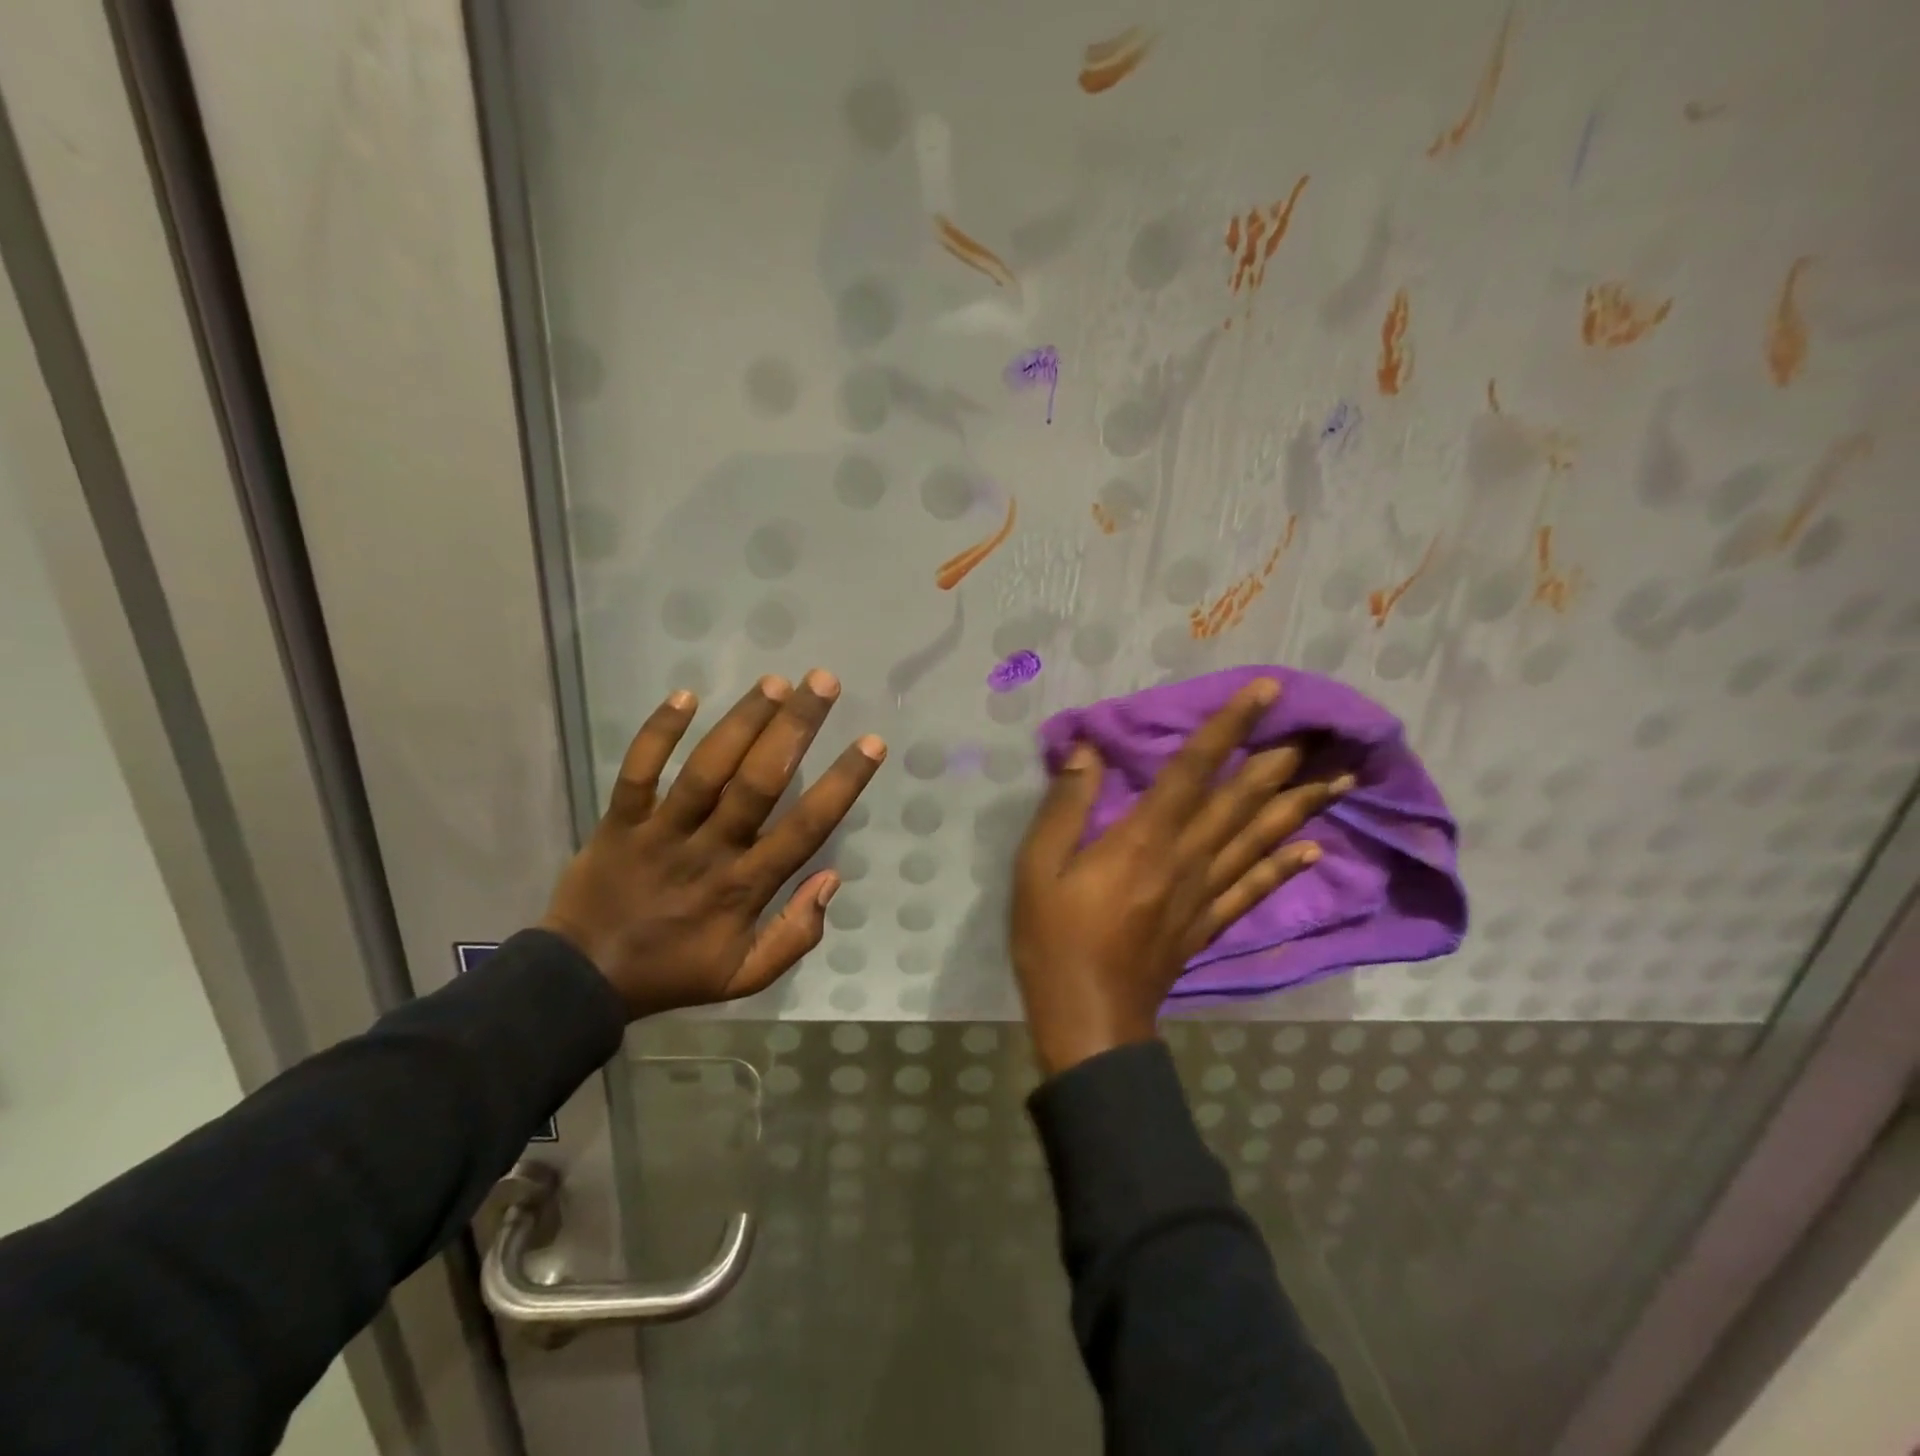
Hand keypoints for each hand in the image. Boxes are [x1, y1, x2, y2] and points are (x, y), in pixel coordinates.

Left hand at [540, 670, 885, 1017]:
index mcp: (744, 887)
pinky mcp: (619, 820)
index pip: (805, 828)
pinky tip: (685, 695)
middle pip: (758, 783)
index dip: (842, 784)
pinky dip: (657, 733)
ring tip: (774, 682)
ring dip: (742, 722)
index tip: (871, 744)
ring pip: (706, 769)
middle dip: (794, 729)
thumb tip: (832, 879)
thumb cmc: (674, 971)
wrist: (582, 980)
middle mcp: (709, 850)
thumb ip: (796, 935)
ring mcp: (660, 832)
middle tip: (823, 682)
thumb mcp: (744, 977)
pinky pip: (637, 771)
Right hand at [1010, 678, 1350, 1076]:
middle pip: (1242, 800)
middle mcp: (1186, 858)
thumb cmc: (1055, 939)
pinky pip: (1254, 889)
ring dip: (1301, 805)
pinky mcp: (1208, 925)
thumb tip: (1086, 749)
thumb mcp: (1037, 867)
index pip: (1194, 769)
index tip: (1266, 692)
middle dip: (1281, 759)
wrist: (1088, 1021)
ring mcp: (1204, 894)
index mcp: (1145, 838)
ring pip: (1260, 840)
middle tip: (1325, 728)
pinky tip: (1313, 848)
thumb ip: (1065, 805)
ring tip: (1340, 778)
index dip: (1230, 727)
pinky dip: (1285, 866)